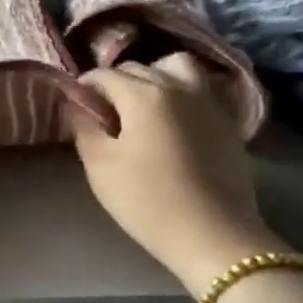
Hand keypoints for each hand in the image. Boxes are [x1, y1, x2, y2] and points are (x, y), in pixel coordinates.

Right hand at [71, 56, 282, 288]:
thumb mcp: (100, 165)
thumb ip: (83, 126)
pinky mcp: (227, 121)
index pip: (104, 75)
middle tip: (103, 111)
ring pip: (176, 67)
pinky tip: (173, 118)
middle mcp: (177, 86)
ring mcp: (208, 101)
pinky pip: (200, 88)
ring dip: (155, 75)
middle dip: (115, 82)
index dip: (84, 86)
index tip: (75, 104)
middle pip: (138, 68)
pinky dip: (182, 91)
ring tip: (144, 103)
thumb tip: (74, 103)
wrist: (213, 235)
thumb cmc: (147, 200)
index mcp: (143, 94)